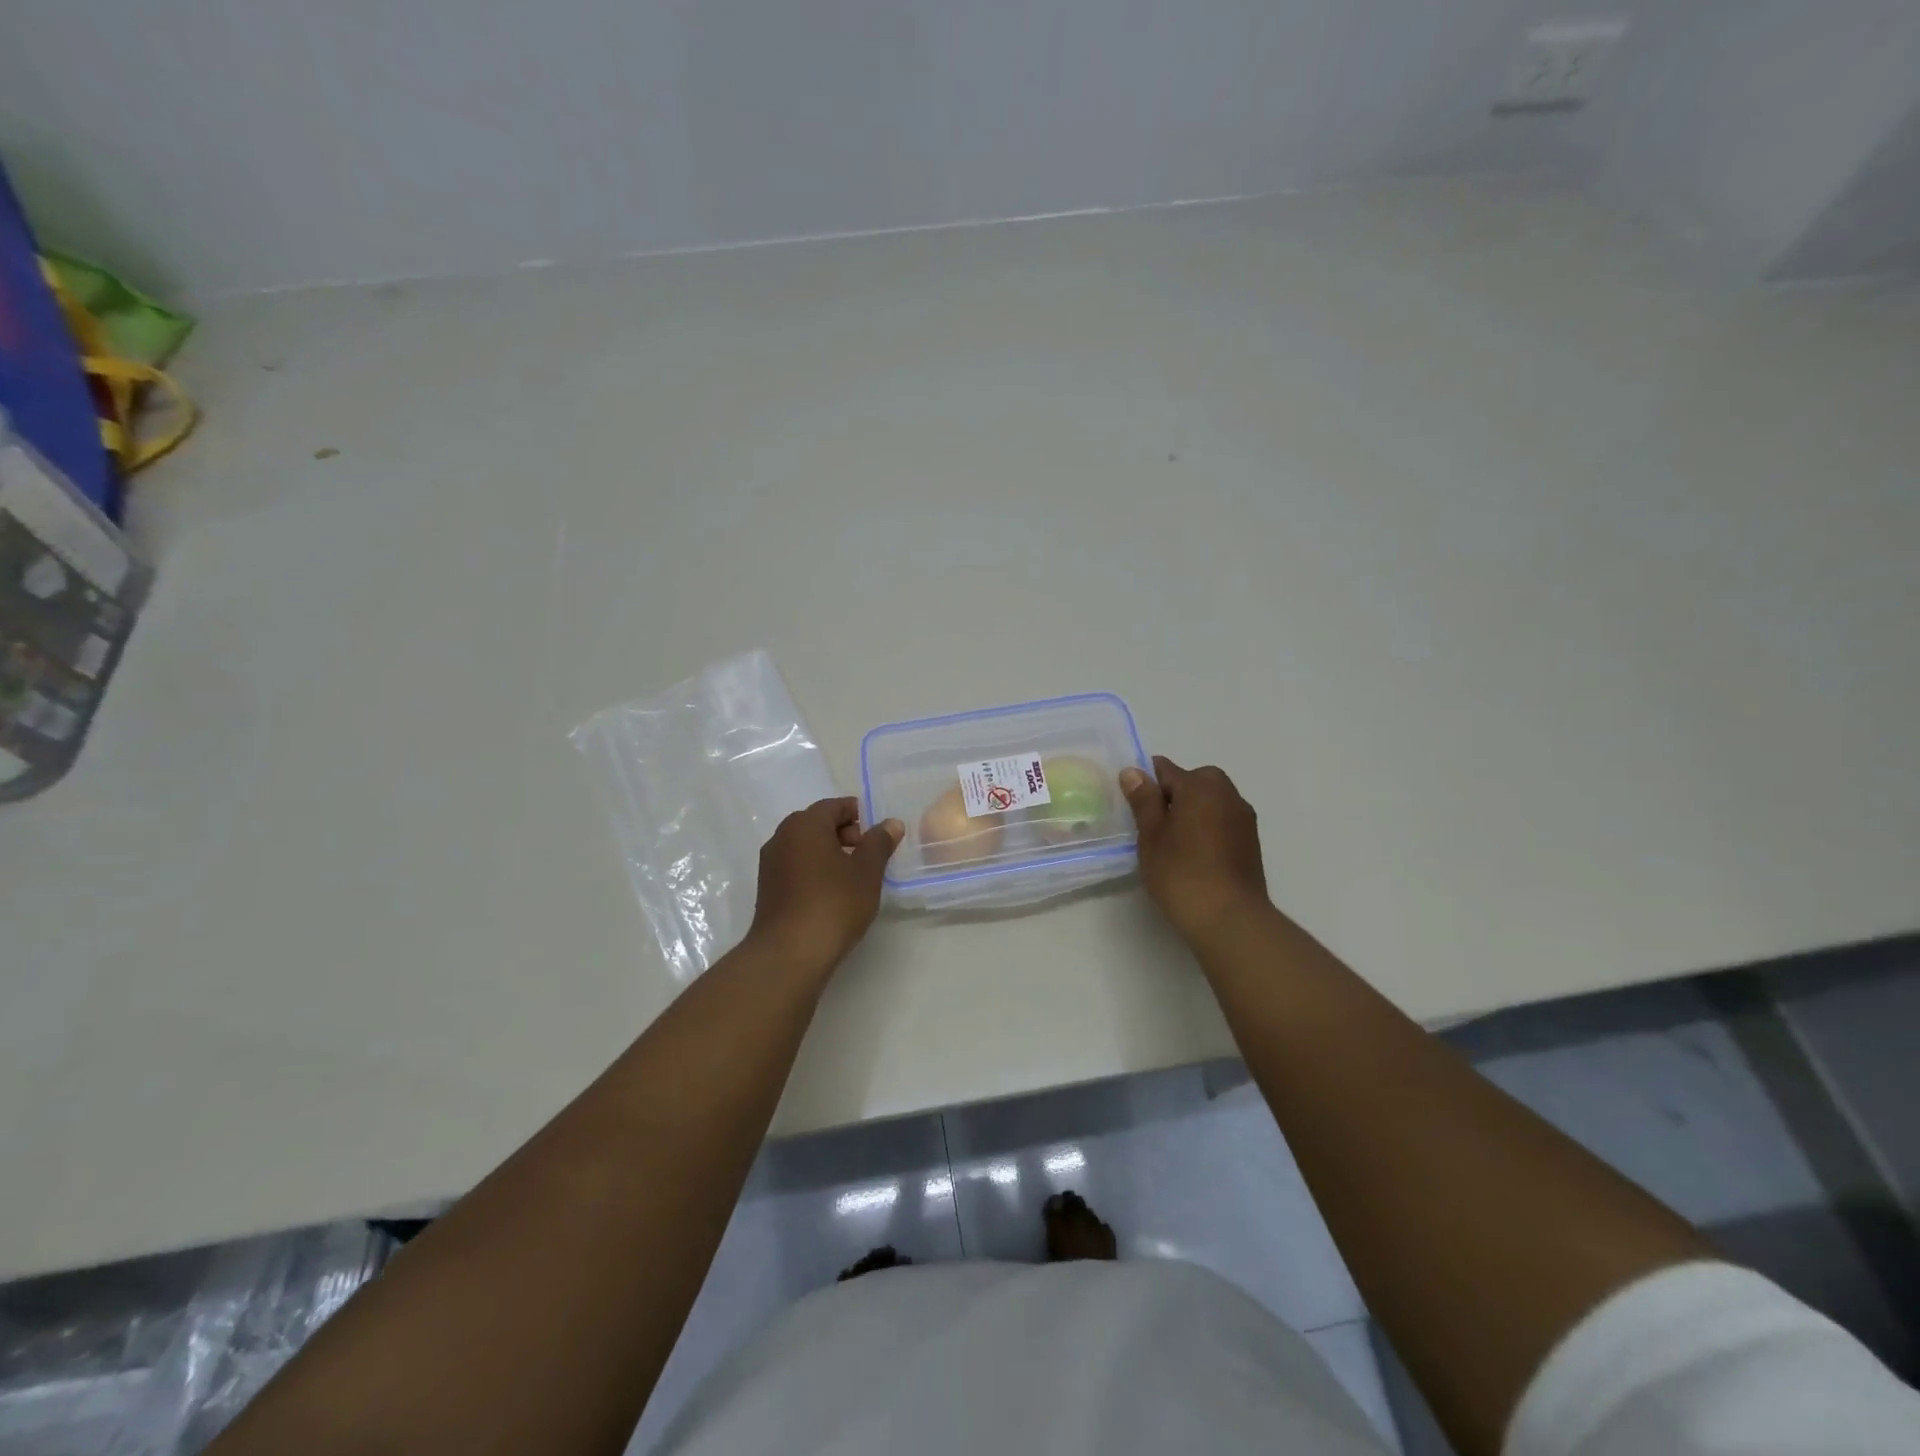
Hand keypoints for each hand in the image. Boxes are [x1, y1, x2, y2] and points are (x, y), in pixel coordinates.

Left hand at [747, 798, 902, 978]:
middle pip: (817, 823)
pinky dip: (814, 870)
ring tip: (854, 876)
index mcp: (805, 824)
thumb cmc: (833, 904)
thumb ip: (879, 843)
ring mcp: (770, 863)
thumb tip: (891, 823)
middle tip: (868, 855)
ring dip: (829, 853)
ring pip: (805, 846)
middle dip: (844, 833)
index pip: (834, 806)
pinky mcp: (767, 888)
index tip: (878, 834)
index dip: (859, 815)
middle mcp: (782, 836)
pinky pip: (795, 866)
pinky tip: (832, 893)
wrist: (789, 954)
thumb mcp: (866, 872)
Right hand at [1119, 757, 1271, 946]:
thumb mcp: (1151, 835)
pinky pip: (1223, 822)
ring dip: (1193, 812)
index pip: (1166, 769)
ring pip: (1211, 802)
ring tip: (1173, 843)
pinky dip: (1208, 829)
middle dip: (1173, 795)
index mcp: (1200, 786)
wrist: (1230, 918)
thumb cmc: (1181, 873)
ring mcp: (1244, 819)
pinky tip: (1194, 855)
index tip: (1134, 805)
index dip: (1147, 783)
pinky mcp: (1251, 842)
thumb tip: (1133, 771)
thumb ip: (1143, 800)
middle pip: (1194, 782)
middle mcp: (1227, 794)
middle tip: (1153, 825)